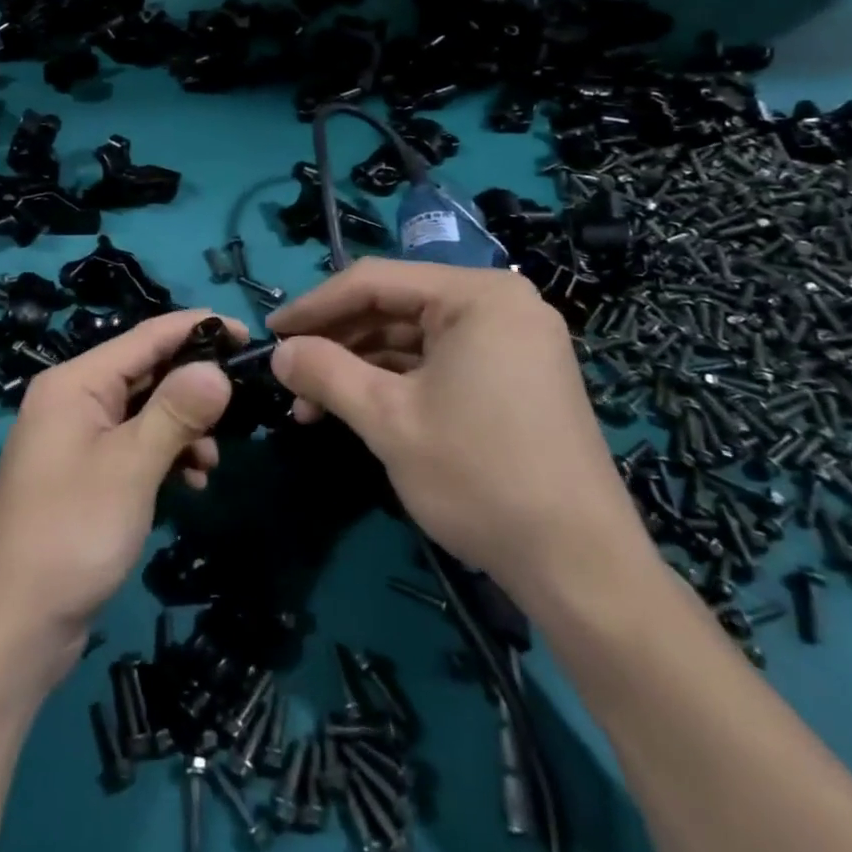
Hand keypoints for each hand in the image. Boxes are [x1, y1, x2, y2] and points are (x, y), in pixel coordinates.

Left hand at [0, 309, 246, 675]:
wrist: (15, 626)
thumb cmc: (72, 532)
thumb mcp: (132, 466)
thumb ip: (176, 411)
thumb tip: (216, 368)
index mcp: (74, 382)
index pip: (145, 336)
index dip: (197, 329)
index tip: (246, 333)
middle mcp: (72, 399)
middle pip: (145, 371)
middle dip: (193, 386)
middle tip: (241, 404)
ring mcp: (76, 438)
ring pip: (143, 411)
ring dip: (183, 428)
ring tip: (210, 462)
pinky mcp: (84, 473)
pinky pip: (134, 445)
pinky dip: (164, 455)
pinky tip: (190, 483)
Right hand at [269, 259, 651, 609]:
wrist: (581, 569)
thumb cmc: (480, 477)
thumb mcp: (388, 419)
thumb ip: (325, 372)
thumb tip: (278, 352)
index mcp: (477, 295)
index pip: (374, 281)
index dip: (314, 306)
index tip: (270, 334)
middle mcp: (500, 304)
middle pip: (394, 306)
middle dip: (336, 343)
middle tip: (289, 376)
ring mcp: (512, 342)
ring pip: (413, 338)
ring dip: (360, 367)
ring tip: (313, 405)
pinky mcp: (515, 378)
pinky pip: (439, 362)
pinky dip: (395, 382)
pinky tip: (356, 408)